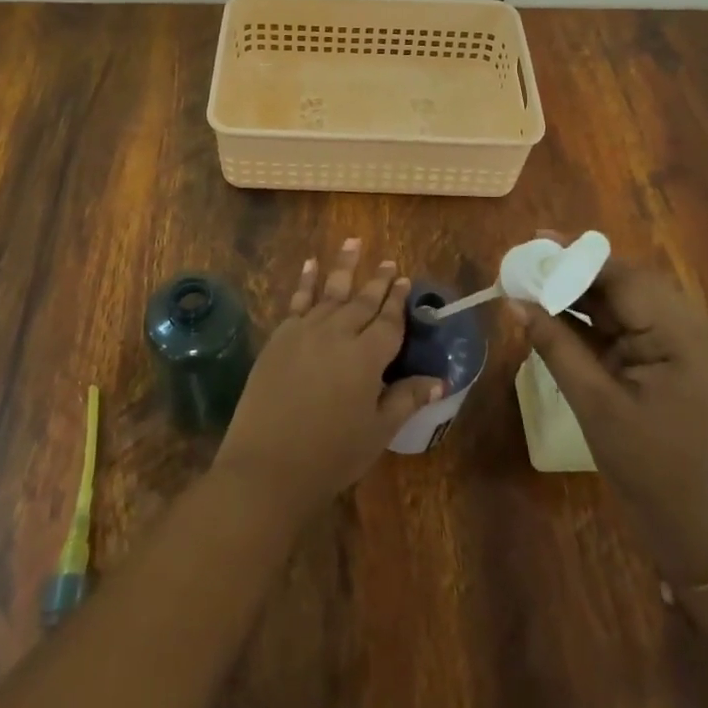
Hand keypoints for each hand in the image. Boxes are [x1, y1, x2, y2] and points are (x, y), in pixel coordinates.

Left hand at [214, 239, 443, 523]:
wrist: (268, 465)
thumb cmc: (331, 454)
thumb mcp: (378, 431)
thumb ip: (406, 399)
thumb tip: (439, 380)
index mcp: (367, 356)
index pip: (389, 321)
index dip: (398, 301)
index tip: (405, 280)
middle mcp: (338, 333)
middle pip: (362, 301)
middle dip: (378, 281)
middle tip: (389, 263)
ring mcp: (305, 331)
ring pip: (330, 292)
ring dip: (344, 266)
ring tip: (353, 242)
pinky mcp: (280, 337)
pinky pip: (297, 300)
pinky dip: (305, 280)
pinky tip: (310, 264)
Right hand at [510, 237, 707, 586]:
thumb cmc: (654, 477)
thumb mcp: (597, 407)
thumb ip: (556, 347)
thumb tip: (515, 302)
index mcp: (689, 339)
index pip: (627, 279)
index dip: (577, 257)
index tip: (535, 241)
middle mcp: (697, 333)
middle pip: (630, 287)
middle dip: (576, 275)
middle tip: (527, 265)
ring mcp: (693, 352)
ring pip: (631, 307)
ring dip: (584, 298)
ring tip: (535, 287)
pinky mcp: (683, 368)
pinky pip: (636, 332)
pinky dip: (599, 325)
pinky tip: (561, 318)